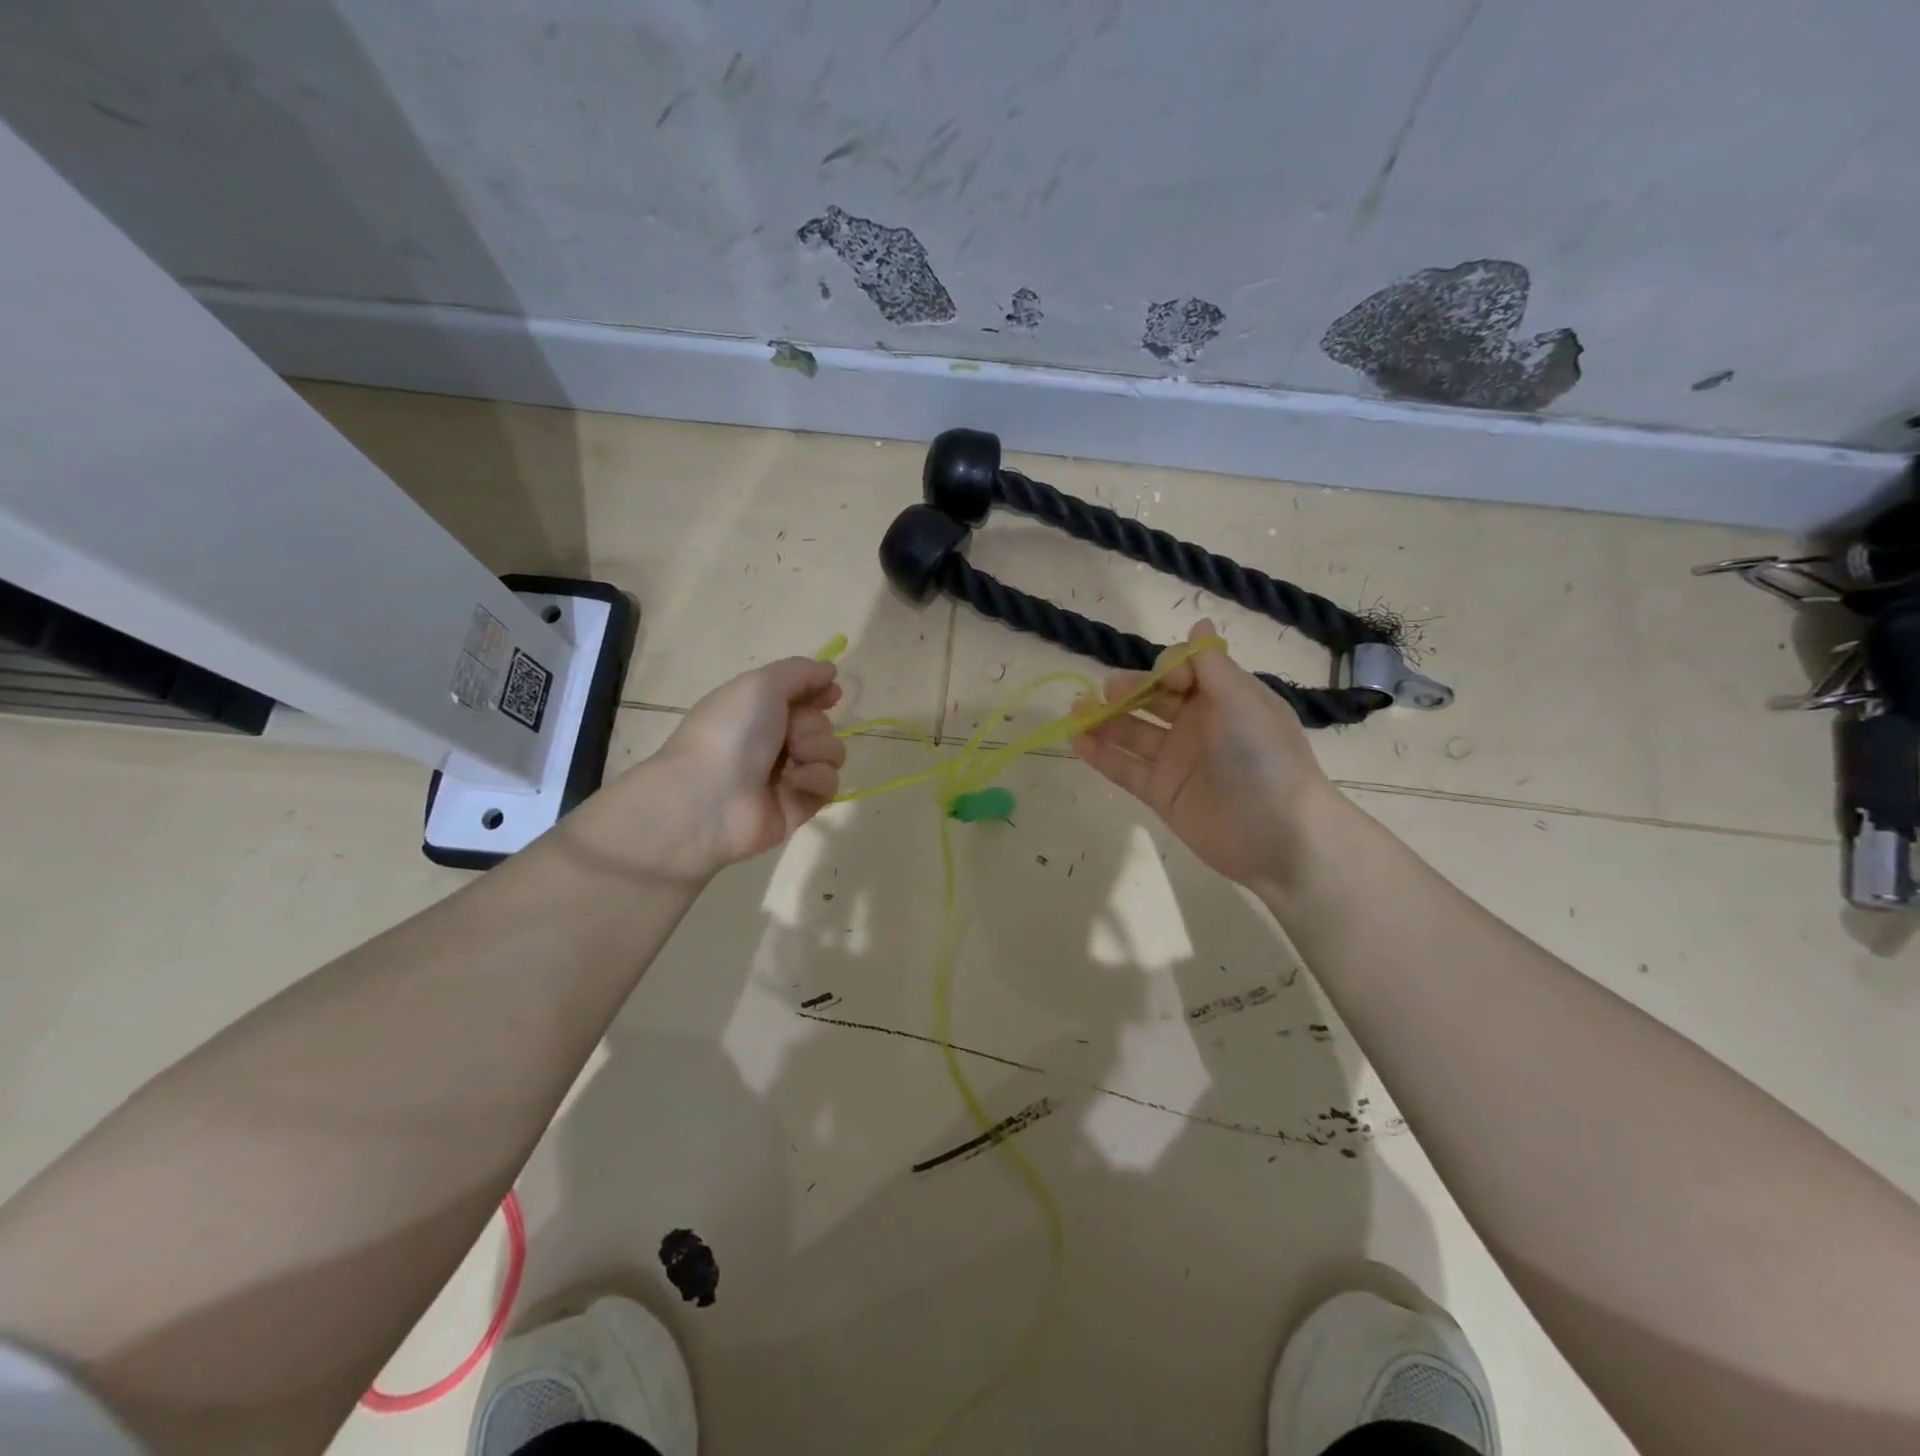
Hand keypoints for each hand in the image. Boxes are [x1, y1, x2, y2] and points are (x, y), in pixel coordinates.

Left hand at [590, 657, 845, 884]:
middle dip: (813, 725)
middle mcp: (771, 742)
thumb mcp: (761, 684)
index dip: (818, 692)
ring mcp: (785, 776)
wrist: (710, 797)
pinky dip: (815, 779)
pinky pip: (828, 785)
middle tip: (791, 734)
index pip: (799, 697)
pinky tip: (793, 783)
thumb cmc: (732, 732)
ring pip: (830, 753)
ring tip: (795, 758)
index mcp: (756, 711)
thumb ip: (800, 672)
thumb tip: (829, 670)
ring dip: (819, 749)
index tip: (832, 693)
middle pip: (820, 724)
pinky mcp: (798, 806)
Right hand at [1070, 619, 1347, 890]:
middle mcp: (1198, 726)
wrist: (1277, 833)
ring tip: (1076, 710)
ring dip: (1104, 720)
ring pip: (1132, 733)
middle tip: (1106, 692)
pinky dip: (1100, 754)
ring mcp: (1177, 761)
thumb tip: (1200, 622)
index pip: (1182, 672)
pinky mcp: (1161, 793)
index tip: (1165, 682)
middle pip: (1152, 700)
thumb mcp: (1240, 699)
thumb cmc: (1263, 756)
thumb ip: (1209, 663)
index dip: (1166, 671)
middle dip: (1126, 691)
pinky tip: (1076, 740)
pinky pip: (1124, 769)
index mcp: (1222, 698)